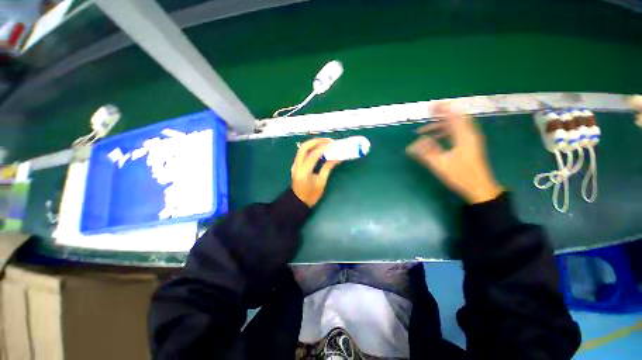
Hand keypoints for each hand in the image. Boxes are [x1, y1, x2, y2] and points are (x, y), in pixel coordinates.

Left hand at [291, 138, 340, 206]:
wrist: (298, 201)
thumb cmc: (311, 195)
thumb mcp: (321, 182)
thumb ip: (328, 168)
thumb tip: (337, 157)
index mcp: (303, 172)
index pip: (313, 155)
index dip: (323, 148)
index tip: (333, 144)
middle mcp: (297, 165)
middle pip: (304, 147)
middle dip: (317, 141)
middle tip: (329, 140)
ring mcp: (295, 164)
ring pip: (302, 148)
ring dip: (313, 143)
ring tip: (325, 142)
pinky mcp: (296, 164)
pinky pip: (302, 152)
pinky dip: (311, 148)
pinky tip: (319, 148)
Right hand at [406, 102, 502, 203]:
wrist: (479, 187)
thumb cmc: (460, 176)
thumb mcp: (440, 165)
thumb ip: (427, 152)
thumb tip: (415, 143)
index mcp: (464, 138)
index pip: (454, 117)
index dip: (443, 110)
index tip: (431, 106)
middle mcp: (469, 135)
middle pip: (456, 118)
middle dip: (441, 114)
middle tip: (427, 114)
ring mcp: (471, 139)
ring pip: (456, 125)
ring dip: (441, 125)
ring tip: (424, 130)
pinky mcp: (470, 144)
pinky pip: (457, 131)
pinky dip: (446, 131)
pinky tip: (435, 137)